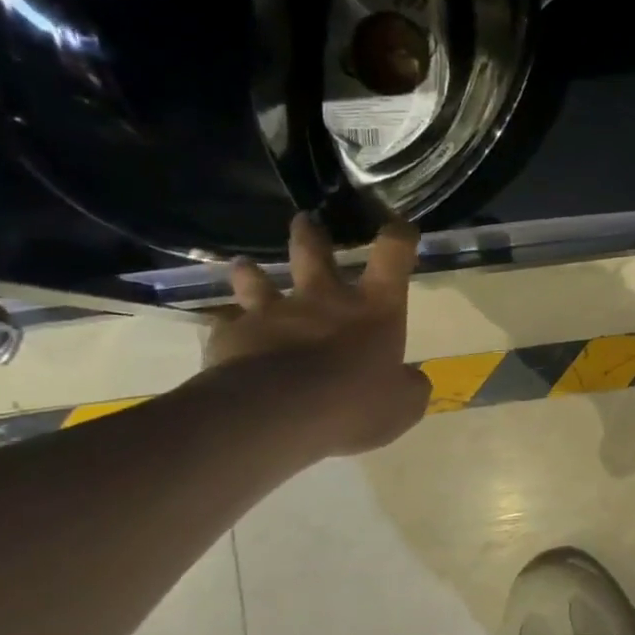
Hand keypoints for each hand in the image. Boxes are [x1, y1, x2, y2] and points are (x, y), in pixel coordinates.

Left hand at [204, 214, 431, 456]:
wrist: (277, 414)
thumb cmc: (354, 403)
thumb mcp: (404, 404)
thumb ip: (409, 386)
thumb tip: (410, 379)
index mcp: (374, 309)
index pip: (393, 256)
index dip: (399, 238)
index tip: (401, 228)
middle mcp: (323, 299)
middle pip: (315, 253)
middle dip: (311, 234)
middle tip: (305, 220)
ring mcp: (273, 313)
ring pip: (257, 280)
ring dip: (252, 273)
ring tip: (245, 267)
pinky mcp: (232, 336)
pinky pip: (227, 325)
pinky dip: (229, 327)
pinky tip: (225, 333)